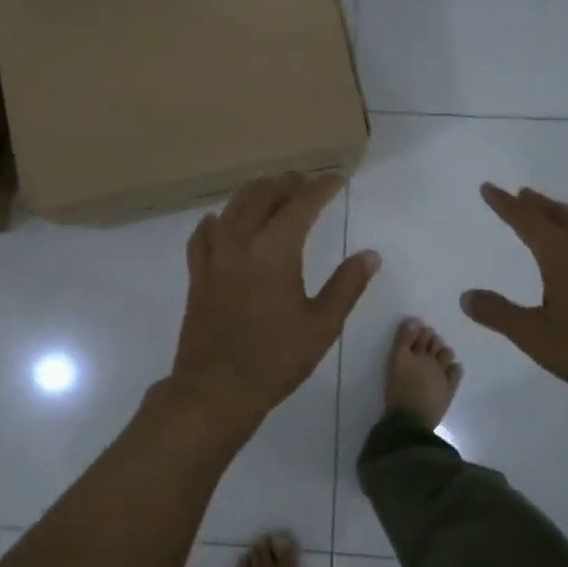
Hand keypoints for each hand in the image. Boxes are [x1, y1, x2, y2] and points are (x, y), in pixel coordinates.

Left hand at [168, 172, 380, 426]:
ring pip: (233, 205)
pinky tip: (224, 222)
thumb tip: (370, 255)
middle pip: (265, 194)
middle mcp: (241, 240)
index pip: (302, 202)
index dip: (322, 186)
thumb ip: (347, 285)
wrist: (216, 388)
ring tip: (274, 192)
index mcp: (275, 249)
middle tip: (308, 182)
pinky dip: (220, 219)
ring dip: (257, 192)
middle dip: (289, 183)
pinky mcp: (197, 271)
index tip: (337, 178)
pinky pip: (204, 231)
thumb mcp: (322, 325)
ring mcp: (214, 253)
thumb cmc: (276, 358)